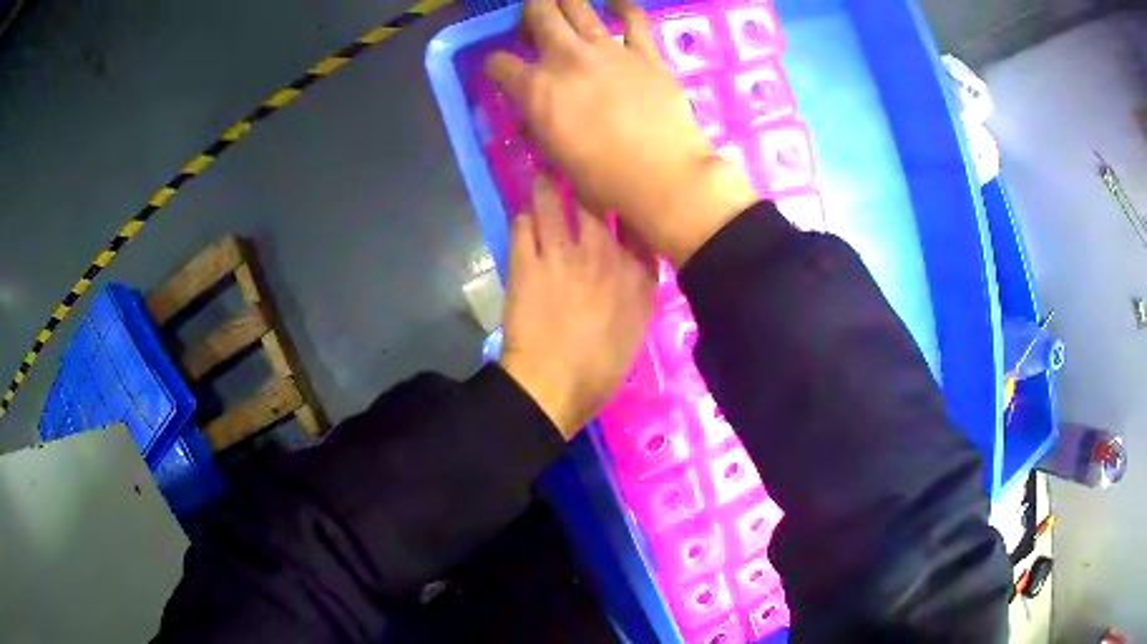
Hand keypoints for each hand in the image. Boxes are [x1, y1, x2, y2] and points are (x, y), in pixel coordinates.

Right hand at [484, 0, 758, 265]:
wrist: (663, 176)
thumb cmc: (604, 178)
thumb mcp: (556, 157)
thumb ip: (539, 127)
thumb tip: (534, 115)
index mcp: (537, 88)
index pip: (499, 63)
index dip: (495, 66)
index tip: (502, 72)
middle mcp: (566, 58)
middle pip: (538, 13)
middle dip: (529, 16)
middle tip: (534, 31)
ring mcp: (607, 49)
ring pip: (577, 5)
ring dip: (564, 4)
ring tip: (565, 15)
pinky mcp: (644, 51)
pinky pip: (632, 17)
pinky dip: (621, 7)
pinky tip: (614, 7)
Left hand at [499, 177, 655, 439]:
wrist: (552, 387)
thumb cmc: (601, 366)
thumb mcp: (640, 325)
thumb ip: (641, 282)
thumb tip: (637, 251)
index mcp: (638, 272)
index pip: (638, 217)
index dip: (627, 194)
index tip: (619, 184)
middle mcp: (604, 252)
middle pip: (597, 195)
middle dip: (586, 173)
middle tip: (577, 162)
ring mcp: (562, 253)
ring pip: (554, 197)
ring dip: (549, 181)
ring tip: (546, 171)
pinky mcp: (526, 260)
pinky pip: (524, 221)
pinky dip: (526, 213)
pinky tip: (527, 212)